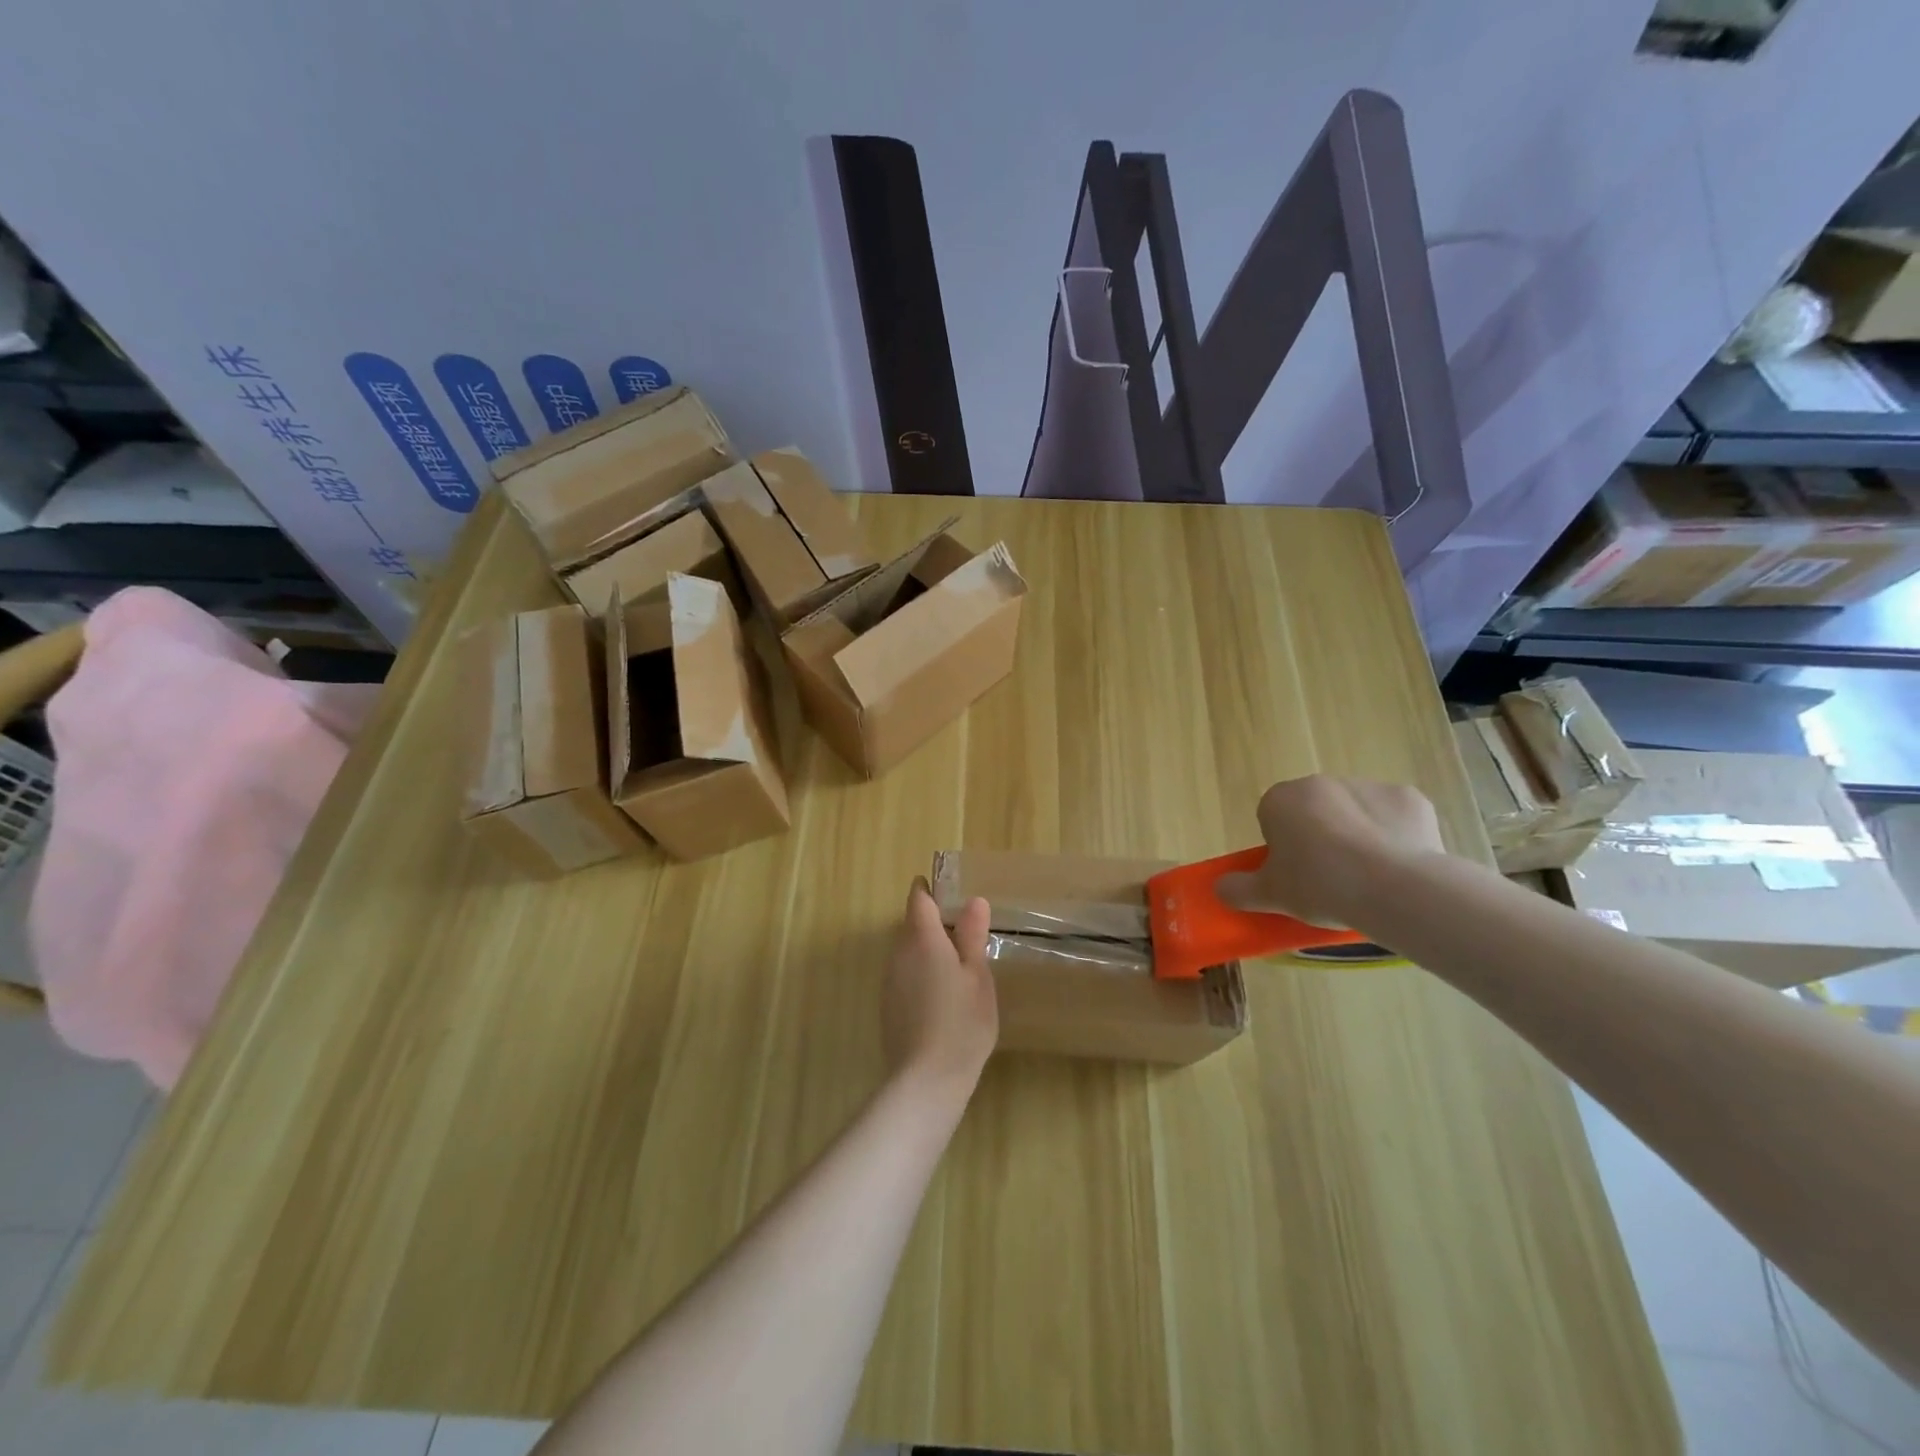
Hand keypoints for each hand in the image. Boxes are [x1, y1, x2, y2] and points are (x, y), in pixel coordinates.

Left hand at [882, 880, 997, 1099]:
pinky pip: (905, 974)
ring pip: (908, 951)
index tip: (947, 888)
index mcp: (922, 940)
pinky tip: (943, 994)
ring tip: (958, 963)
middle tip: (964, 928)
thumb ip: (972, 936)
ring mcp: (890, 981)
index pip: (919, 900)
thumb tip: (973, 901)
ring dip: (928, 949)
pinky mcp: (889, 1006)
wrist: (926, 1080)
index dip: (930, 889)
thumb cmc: (961, 1022)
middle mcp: (899, 954)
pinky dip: (922, 973)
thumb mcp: (977, 975)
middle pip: (912, 925)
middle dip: (933, 921)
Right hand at [1216, 775, 1444, 928]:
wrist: (1395, 888)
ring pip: (1355, 813)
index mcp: (1281, 799)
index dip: (1282, 848)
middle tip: (1328, 879)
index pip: (1272, 818)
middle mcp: (1321, 783)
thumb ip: (1239, 889)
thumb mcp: (1270, 896)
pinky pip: (1394, 818)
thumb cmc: (1319, 886)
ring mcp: (1368, 786)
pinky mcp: (1409, 798)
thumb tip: (1219, 888)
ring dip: (1357, 836)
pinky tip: (1398, 867)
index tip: (1294, 875)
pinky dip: (1395, 838)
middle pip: (1313, 811)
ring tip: (1367, 878)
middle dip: (1319, 838)